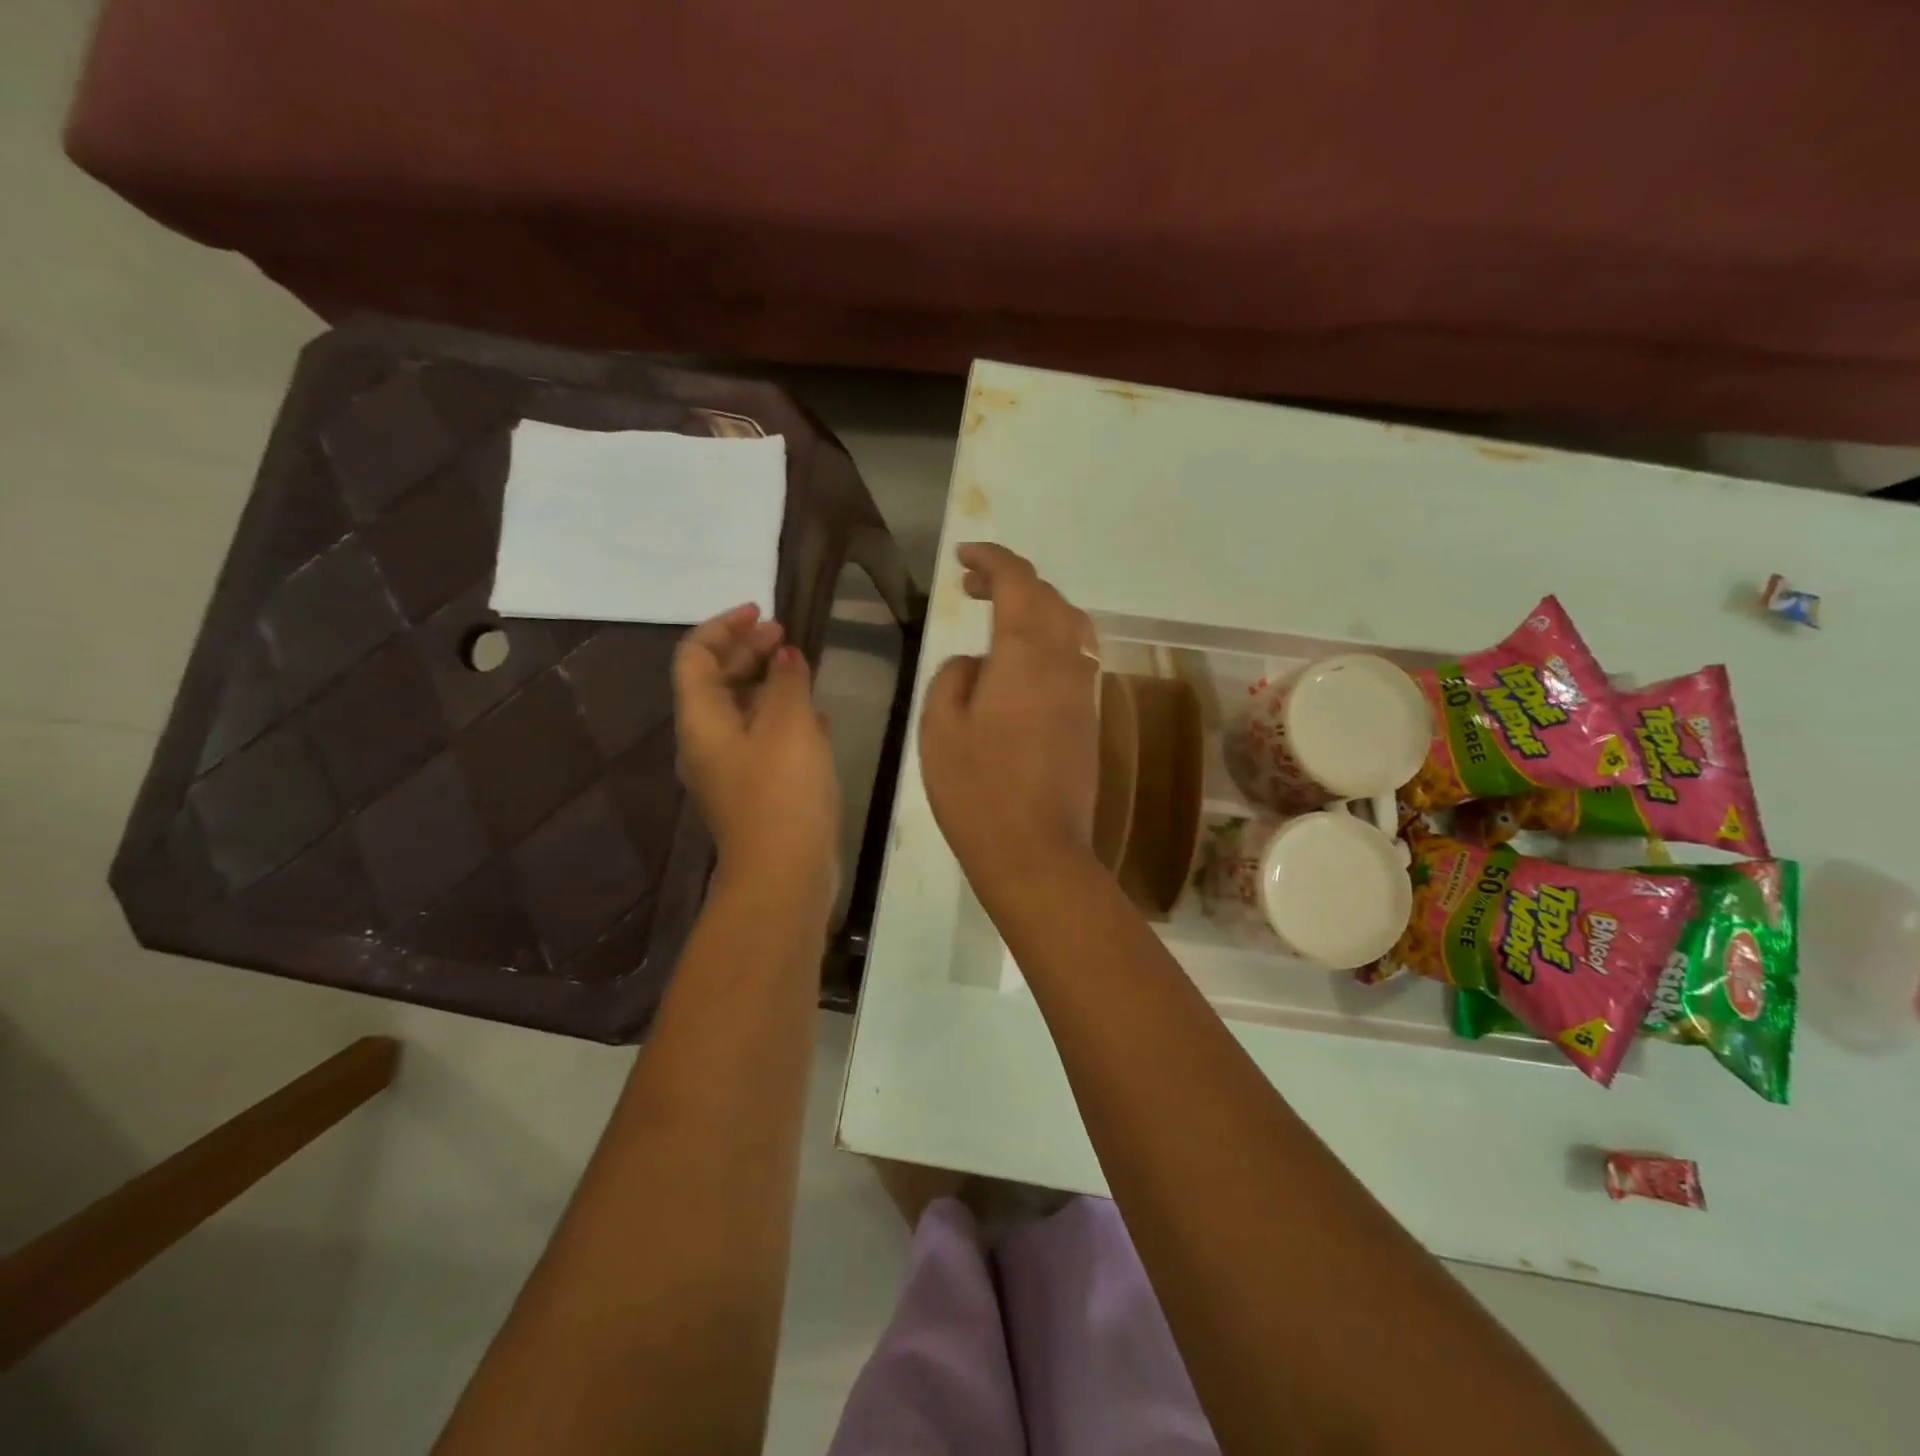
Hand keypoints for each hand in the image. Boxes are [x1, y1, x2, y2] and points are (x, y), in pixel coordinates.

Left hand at [674, 605, 839, 905]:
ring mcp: (731, 770)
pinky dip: (782, 718)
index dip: (724, 626)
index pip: (696, 656)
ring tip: (803, 668)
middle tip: (786, 634)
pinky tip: (815, 715)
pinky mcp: (755, 790)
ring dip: (768, 684)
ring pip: (742, 711)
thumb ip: (787, 681)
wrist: (784, 873)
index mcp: (701, 720)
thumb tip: (784, 657)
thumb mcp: (789, 725)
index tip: (763, 613)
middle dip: (748, 651)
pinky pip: (762, 740)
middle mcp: (707, 742)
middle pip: (717, 681)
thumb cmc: (782, 791)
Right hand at [919, 544, 1099, 895]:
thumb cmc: (977, 790)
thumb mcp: (940, 728)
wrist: (1036, 851)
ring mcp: (1084, 690)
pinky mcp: (1089, 717)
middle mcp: (1065, 661)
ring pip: (1070, 624)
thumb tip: (976, 664)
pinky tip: (1023, 662)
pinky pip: (1076, 656)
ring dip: (1036, 608)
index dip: (991, 559)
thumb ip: (954, 677)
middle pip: (1049, 597)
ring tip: (999, 618)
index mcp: (1026, 654)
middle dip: (1011, 580)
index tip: (963, 557)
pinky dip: (1051, 639)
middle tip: (971, 588)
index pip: (1017, 581)